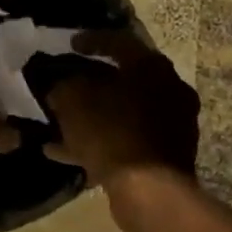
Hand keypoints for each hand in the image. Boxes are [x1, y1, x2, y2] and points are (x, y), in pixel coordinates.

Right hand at [44, 31, 199, 187]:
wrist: (149, 191)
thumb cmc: (111, 131)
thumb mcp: (73, 99)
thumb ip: (63, 85)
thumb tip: (59, 85)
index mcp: (152, 67)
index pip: (119, 41)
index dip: (90, 40)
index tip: (69, 44)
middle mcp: (170, 90)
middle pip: (124, 79)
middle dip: (92, 82)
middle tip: (67, 83)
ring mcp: (172, 125)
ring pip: (123, 112)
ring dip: (93, 115)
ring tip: (60, 122)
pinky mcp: (166, 155)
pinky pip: (125, 139)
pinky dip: (100, 141)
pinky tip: (66, 152)